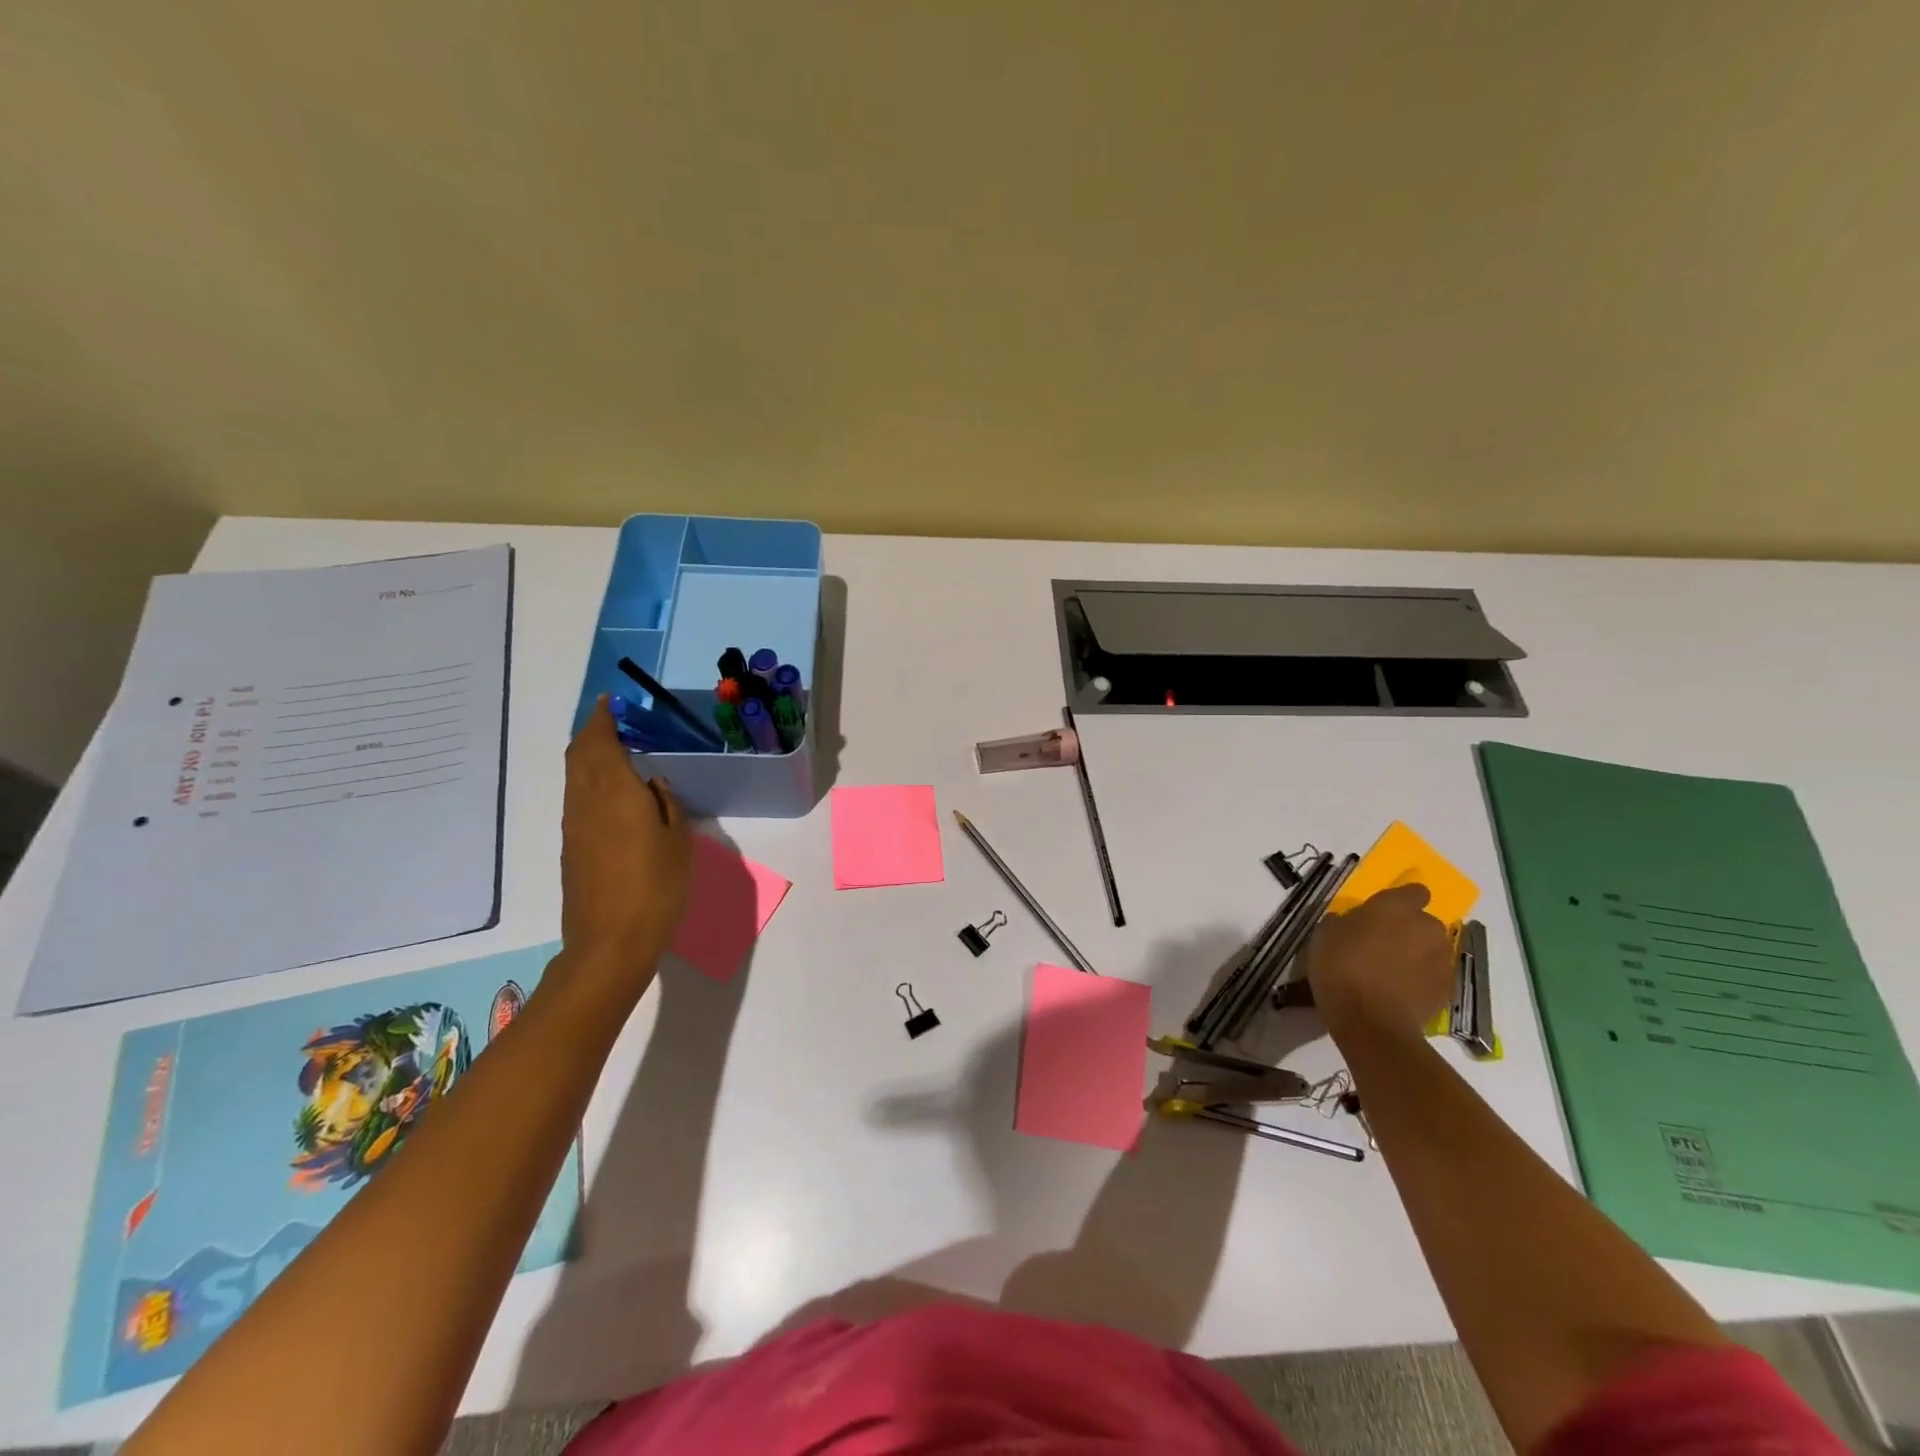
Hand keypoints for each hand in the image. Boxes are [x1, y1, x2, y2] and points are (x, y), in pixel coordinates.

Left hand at [557, 697, 691, 988]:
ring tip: (612, 748)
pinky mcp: (572, 847)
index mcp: (614, 792)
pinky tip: (610, 790)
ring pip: (574, 776)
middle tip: (613, 720)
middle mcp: (586, 801)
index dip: (602, 718)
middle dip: (591, 732)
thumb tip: (653, 782)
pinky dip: (588, 779)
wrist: (610, 942)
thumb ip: (666, 803)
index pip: (599, 741)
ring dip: (587, 755)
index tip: (611, 702)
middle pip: (578, 754)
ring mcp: (574, 825)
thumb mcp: (678, 841)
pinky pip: (576, 797)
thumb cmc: (655, 887)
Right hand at [1303, 883, 1453, 1042]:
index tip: (1384, 914)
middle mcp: (1426, 926)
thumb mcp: (1325, 934)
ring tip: (1394, 973)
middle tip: (1385, 946)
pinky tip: (1402, 993)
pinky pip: (1435, 976)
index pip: (1414, 890)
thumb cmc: (1340, 967)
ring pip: (1433, 949)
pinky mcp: (1448, 988)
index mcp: (1396, 907)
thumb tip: (1352, 923)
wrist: (1370, 1021)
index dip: (1402, 901)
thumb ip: (1345, 921)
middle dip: (1410, 930)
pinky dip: (1423, 980)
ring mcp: (1442, 959)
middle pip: (1424, 922)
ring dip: (1419, 955)